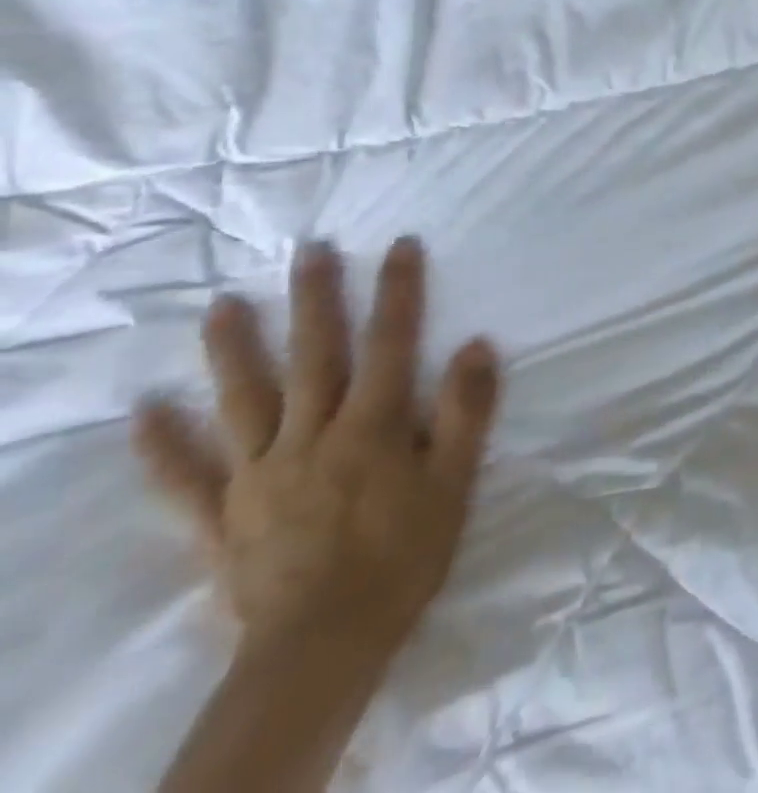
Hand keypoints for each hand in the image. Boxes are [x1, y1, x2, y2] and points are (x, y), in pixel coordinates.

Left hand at [134, 238, 500, 660]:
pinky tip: (145, 413)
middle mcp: (311, 436)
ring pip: (243, 401)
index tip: (400, 245)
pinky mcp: (222, 516)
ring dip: (232, 350)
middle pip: (313, 356)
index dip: (398, 290)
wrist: (322, 647)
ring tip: (221, 306)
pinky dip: (162, 445)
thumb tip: (475, 344)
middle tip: (308, 250)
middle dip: (313, 299)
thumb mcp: (454, 480)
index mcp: (373, 426)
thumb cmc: (405, 554)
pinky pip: (185, 478)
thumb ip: (465, 411)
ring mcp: (258, 474)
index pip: (391, 342)